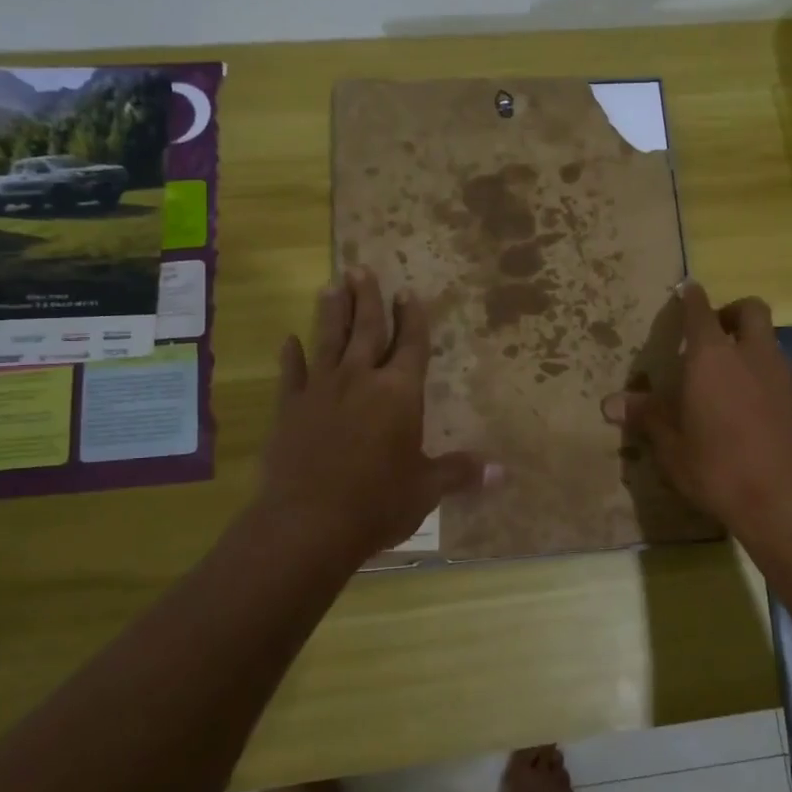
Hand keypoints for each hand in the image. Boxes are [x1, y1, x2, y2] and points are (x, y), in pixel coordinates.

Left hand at [255, 269, 491, 564]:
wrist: (308, 523)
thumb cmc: (378, 503)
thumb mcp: (426, 488)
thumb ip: (460, 472)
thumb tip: (502, 472)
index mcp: (400, 393)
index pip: (411, 344)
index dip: (413, 318)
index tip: (408, 292)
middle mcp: (361, 380)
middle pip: (367, 329)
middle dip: (368, 298)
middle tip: (362, 269)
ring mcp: (321, 390)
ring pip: (328, 339)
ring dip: (332, 311)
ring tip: (332, 285)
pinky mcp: (290, 408)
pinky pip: (292, 373)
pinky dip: (292, 355)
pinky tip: (289, 339)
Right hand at [604, 283, 791, 547]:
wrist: (787, 501)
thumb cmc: (717, 468)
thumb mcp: (671, 446)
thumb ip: (646, 417)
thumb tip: (611, 403)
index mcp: (712, 358)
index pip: (701, 311)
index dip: (691, 297)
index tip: (686, 288)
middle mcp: (751, 355)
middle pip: (750, 310)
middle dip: (731, 311)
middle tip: (712, 333)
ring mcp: (782, 376)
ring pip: (768, 341)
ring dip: (748, 344)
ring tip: (725, 376)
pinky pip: (779, 372)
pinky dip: (762, 374)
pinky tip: (748, 407)